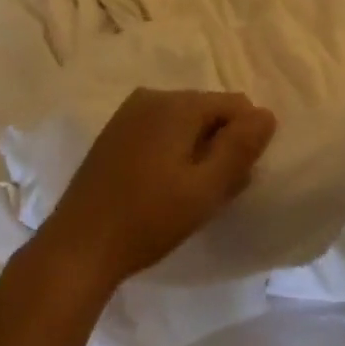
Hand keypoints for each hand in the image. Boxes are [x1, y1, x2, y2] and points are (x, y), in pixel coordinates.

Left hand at [38, 88, 277, 295]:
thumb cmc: (148, 219)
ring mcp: (128, 114)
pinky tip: (162, 187)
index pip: (236, 105)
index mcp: (176, 104)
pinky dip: (172, 152)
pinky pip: (160, 131)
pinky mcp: (114, 134)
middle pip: (209, 110)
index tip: (234, 179)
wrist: (77, 248)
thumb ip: (240, 148)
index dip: (245, 140)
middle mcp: (152, 97)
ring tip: (188, 193)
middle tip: (212, 191)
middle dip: (221, 144)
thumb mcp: (205, 189)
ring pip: (185, 122)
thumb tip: (267, 114)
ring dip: (197, 150)